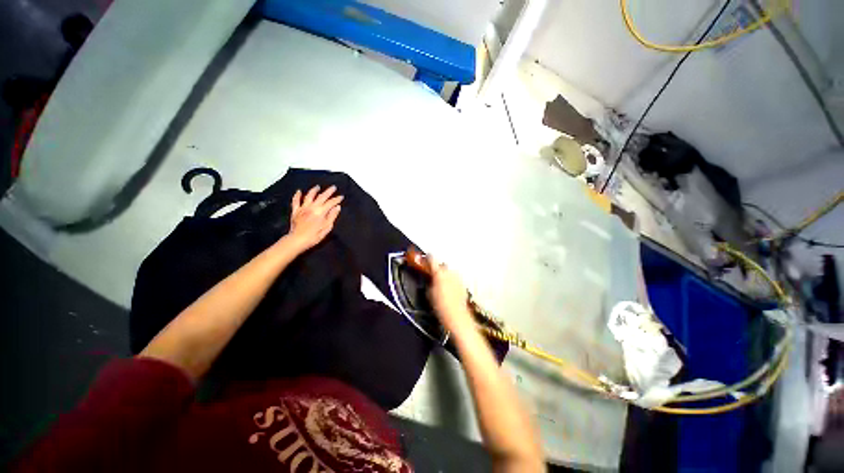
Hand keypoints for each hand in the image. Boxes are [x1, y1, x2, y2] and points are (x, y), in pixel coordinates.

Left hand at [284, 185, 342, 252]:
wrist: (297, 240)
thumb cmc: (314, 236)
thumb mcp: (327, 227)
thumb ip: (332, 216)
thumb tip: (337, 207)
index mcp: (321, 212)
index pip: (331, 203)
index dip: (337, 199)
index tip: (341, 196)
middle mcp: (312, 207)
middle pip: (321, 197)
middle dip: (328, 192)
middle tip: (333, 187)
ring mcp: (303, 208)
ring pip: (309, 196)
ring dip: (314, 190)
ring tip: (318, 187)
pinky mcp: (295, 211)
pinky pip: (296, 201)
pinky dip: (297, 195)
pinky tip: (299, 191)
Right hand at [427, 257, 473, 333]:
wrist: (457, 316)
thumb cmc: (440, 306)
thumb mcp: (429, 293)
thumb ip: (429, 282)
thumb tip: (430, 278)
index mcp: (439, 273)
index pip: (432, 259)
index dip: (428, 257)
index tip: (426, 257)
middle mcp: (450, 272)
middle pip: (442, 265)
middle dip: (438, 269)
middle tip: (433, 275)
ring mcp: (458, 278)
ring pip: (450, 272)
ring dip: (446, 275)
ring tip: (442, 283)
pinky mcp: (463, 285)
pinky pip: (455, 279)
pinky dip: (452, 281)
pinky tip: (450, 289)